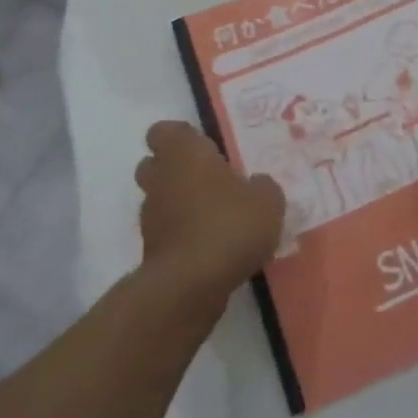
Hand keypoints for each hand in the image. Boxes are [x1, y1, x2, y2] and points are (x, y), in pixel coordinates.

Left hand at [135, 121, 284, 306]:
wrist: (190, 286)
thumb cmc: (229, 224)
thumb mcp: (267, 200)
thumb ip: (262, 187)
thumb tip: (255, 185)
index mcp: (184, 154)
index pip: (164, 131)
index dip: (182, 137)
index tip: (205, 147)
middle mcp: (160, 179)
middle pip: (154, 164)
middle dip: (176, 170)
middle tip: (209, 180)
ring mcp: (150, 217)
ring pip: (159, 199)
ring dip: (179, 204)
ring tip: (214, 217)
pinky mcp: (150, 252)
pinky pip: (166, 233)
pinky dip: (182, 235)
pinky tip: (211, 247)